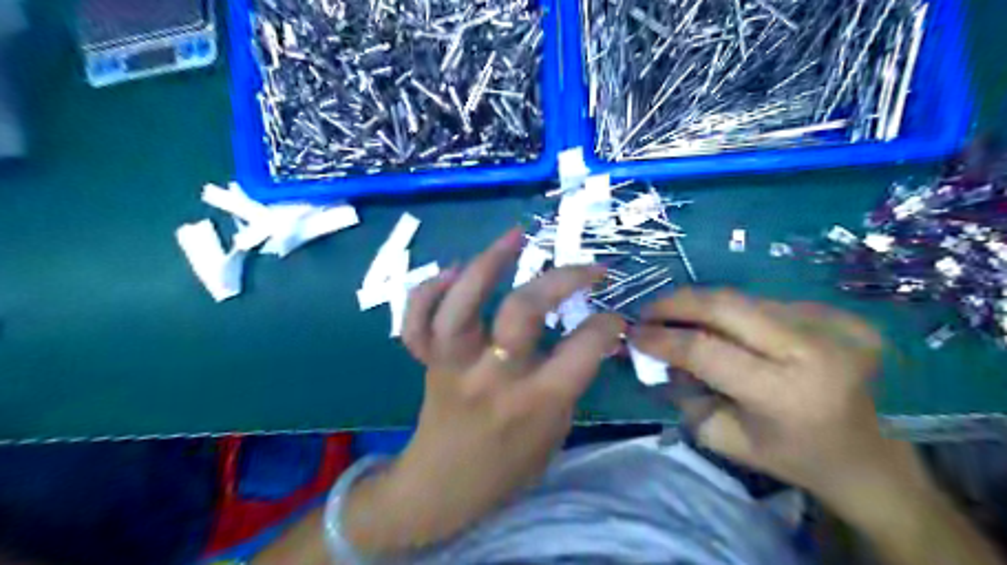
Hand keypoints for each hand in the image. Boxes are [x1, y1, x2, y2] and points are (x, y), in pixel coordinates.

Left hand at [344, 228, 621, 550]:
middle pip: (522, 311)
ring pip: (461, 306)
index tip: (614, 316)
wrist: (441, 491)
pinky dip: (428, 291)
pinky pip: (417, 321)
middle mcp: (493, 377)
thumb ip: (569, 383)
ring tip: (515, 236)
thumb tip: (590, 336)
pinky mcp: (427, 362)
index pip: (583, 349)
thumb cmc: (507, 468)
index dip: (608, 324)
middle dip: (561, 278)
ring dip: (487, 264)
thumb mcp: (554, 432)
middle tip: (586, 267)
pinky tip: (454, 271)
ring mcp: (453, 366)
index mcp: (535, 403)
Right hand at [633, 291, 923, 506]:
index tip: (633, 333)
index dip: (662, 337)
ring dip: (704, 307)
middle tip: (649, 310)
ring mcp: (834, 326)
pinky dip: (738, 313)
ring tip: (680, 318)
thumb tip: (657, 354)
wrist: (866, 455)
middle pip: (726, 305)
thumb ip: (683, 393)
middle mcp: (813, 350)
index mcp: (784, 393)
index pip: (705, 349)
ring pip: (745, 299)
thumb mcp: (722, 437)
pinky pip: (769, 303)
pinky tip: (729, 328)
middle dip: (677, 302)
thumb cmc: (788, 454)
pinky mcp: (842, 315)